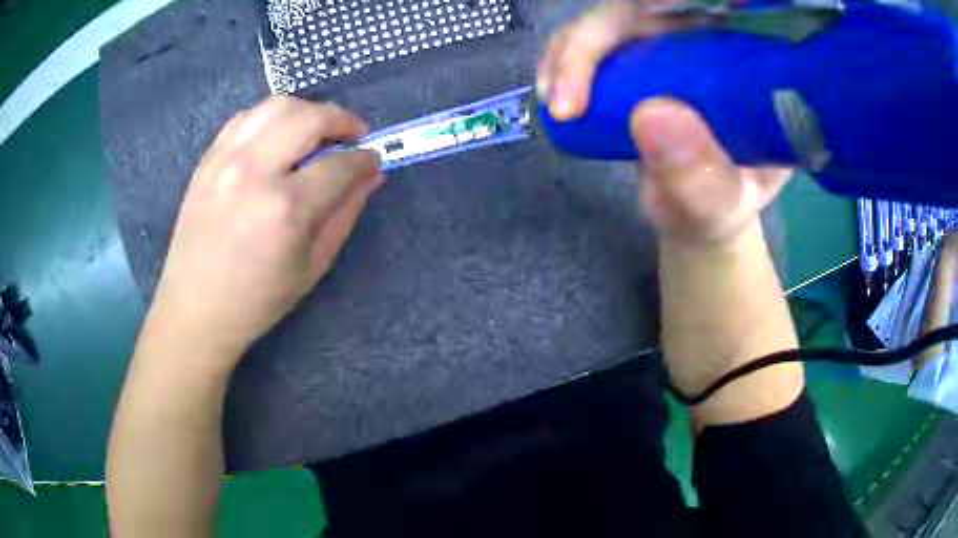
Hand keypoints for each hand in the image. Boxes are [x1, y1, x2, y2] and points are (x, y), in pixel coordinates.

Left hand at [147, 96, 381, 371]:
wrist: (195, 309)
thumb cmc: (257, 300)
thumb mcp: (312, 266)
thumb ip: (345, 214)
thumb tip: (370, 175)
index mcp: (285, 209)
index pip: (339, 165)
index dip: (365, 159)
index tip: (373, 161)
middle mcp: (254, 171)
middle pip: (309, 117)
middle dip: (342, 120)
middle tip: (352, 136)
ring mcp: (225, 159)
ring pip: (277, 105)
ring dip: (307, 111)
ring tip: (317, 131)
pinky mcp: (207, 159)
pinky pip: (246, 117)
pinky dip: (271, 118)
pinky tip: (278, 137)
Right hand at [537, 1, 789, 248]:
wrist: (697, 215)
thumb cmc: (720, 209)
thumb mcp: (719, 205)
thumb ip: (700, 177)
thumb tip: (651, 113)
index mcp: (745, 65)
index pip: (711, 7)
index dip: (667, 5)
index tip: (635, 25)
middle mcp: (706, 41)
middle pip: (646, 7)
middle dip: (596, 37)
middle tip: (567, 97)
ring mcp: (667, 44)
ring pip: (612, 18)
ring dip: (570, 51)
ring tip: (555, 104)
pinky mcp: (636, 55)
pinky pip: (591, 40)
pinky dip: (564, 61)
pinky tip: (553, 92)